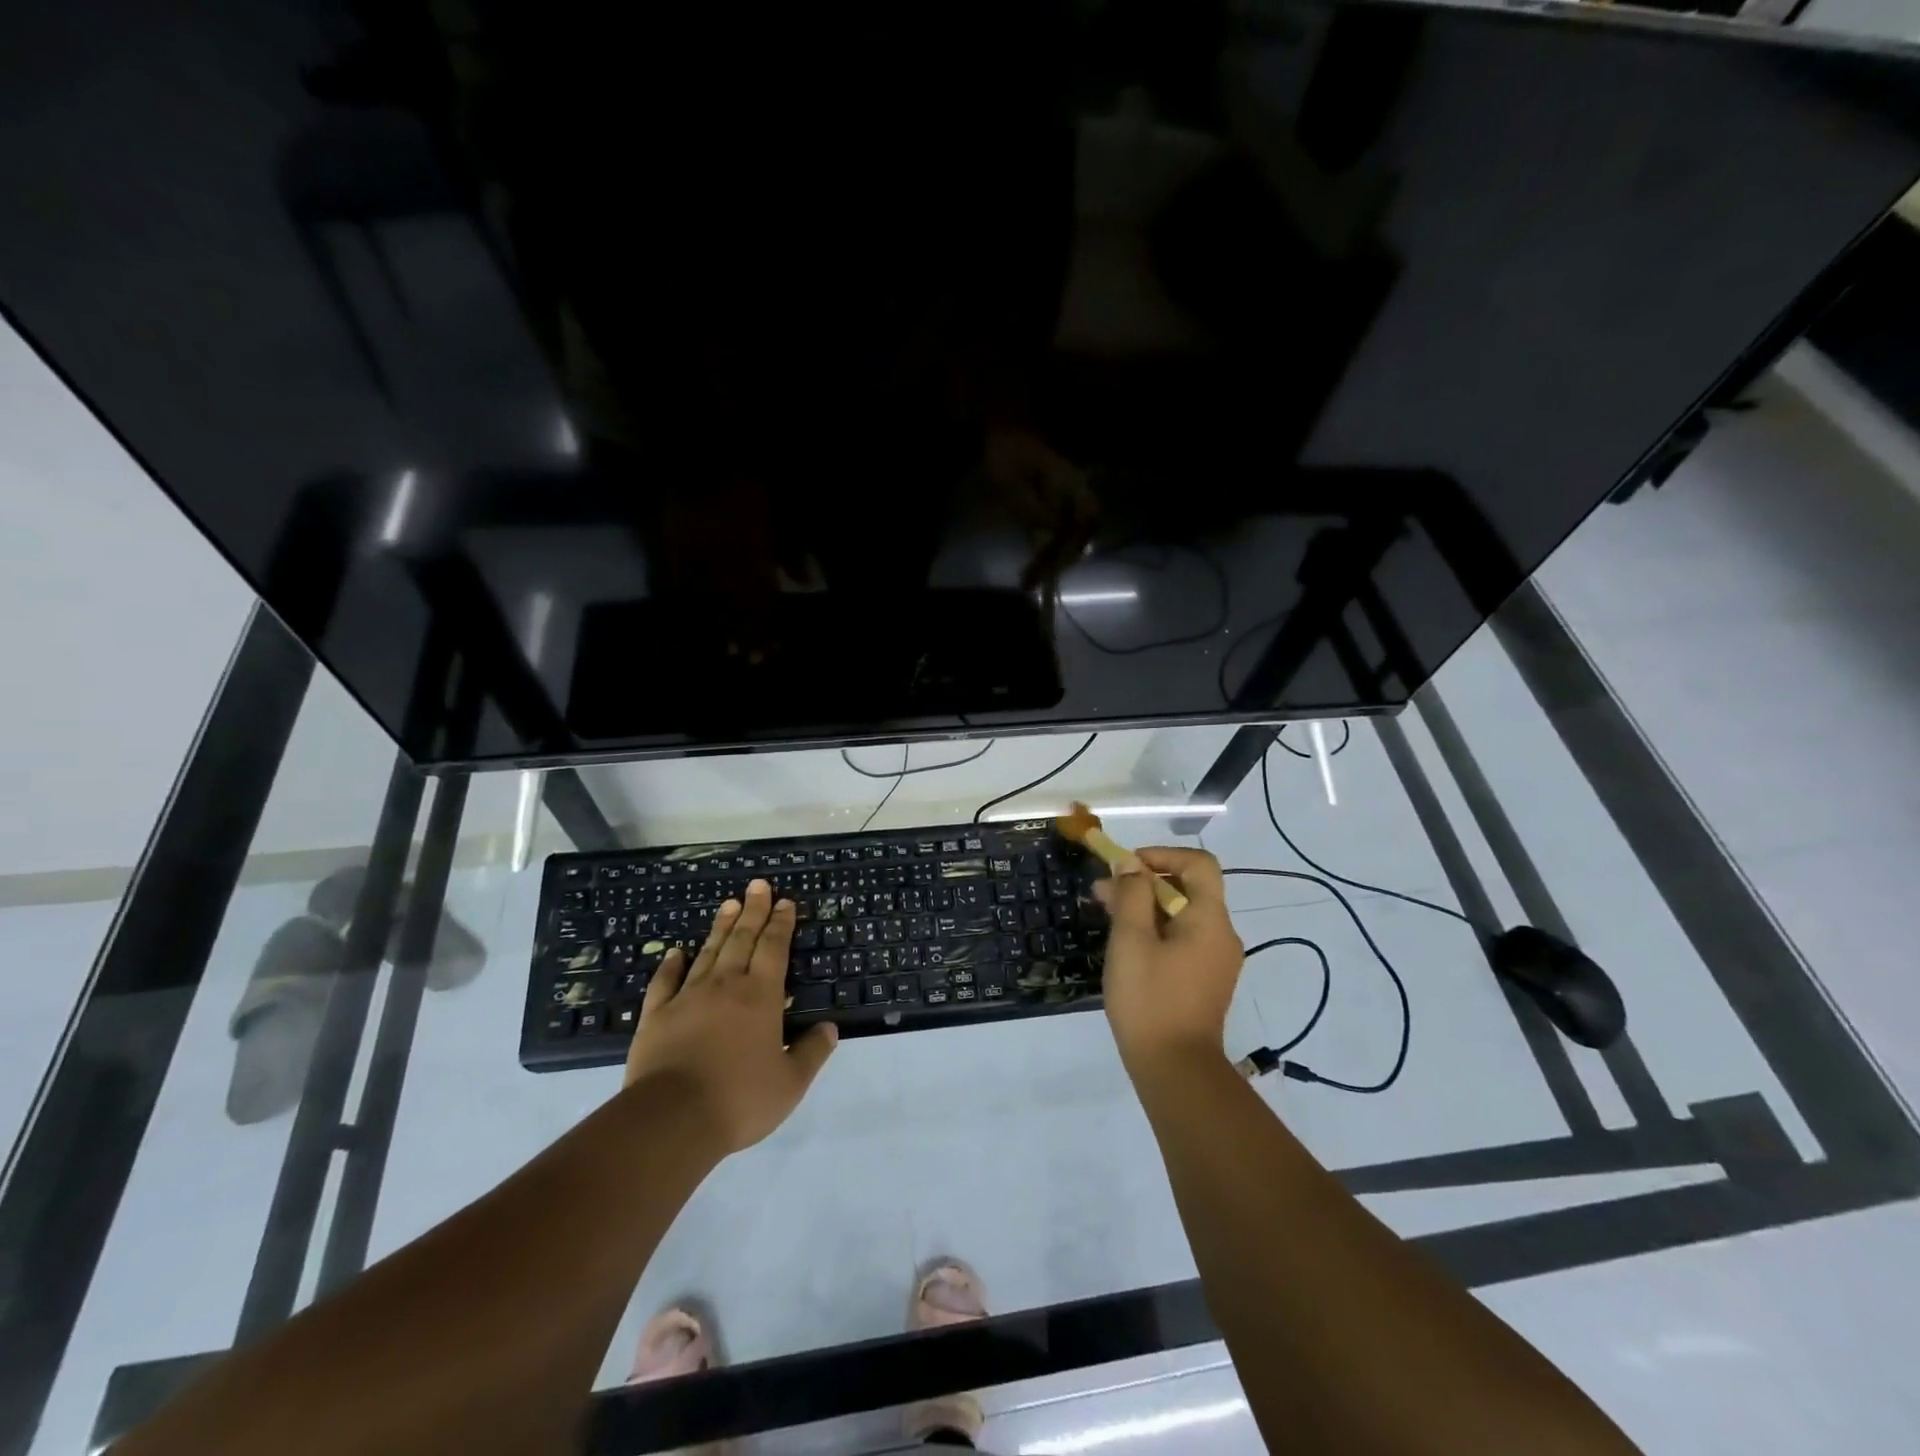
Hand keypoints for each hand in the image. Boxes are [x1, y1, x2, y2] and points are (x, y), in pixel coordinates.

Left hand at [623, 879, 837, 1152]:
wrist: (671, 1119)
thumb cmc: (739, 1099)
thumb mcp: (790, 1083)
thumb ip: (812, 1053)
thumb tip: (831, 1028)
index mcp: (761, 996)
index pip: (774, 949)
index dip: (781, 924)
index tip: (785, 902)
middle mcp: (726, 986)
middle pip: (742, 940)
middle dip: (753, 911)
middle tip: (757, 886)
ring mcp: (687, 998)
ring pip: (708, 953)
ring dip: (720, 927)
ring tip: (728, 904)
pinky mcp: (656, 1016)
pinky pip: (665, 982)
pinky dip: (671, 964)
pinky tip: (676, 952)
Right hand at [1094, 847, 1243, 1077]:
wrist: (1175, 1070)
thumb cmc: (1150, 998)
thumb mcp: (1131, 939)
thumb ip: (1131, 894)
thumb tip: (1131, 865)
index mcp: (1210, 919)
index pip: (1199, 863)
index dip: (1162, 854)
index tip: (1127, 866)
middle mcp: (1222, 934)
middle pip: (1188, 889)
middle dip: (1144, 882)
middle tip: (1104, 892)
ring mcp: (1216, 960)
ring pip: (1182, 915)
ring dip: (1146, 907)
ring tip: (1107, 916)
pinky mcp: (1205, 980)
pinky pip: (1183, 939)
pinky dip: (1156, 930)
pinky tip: (1126, 946)